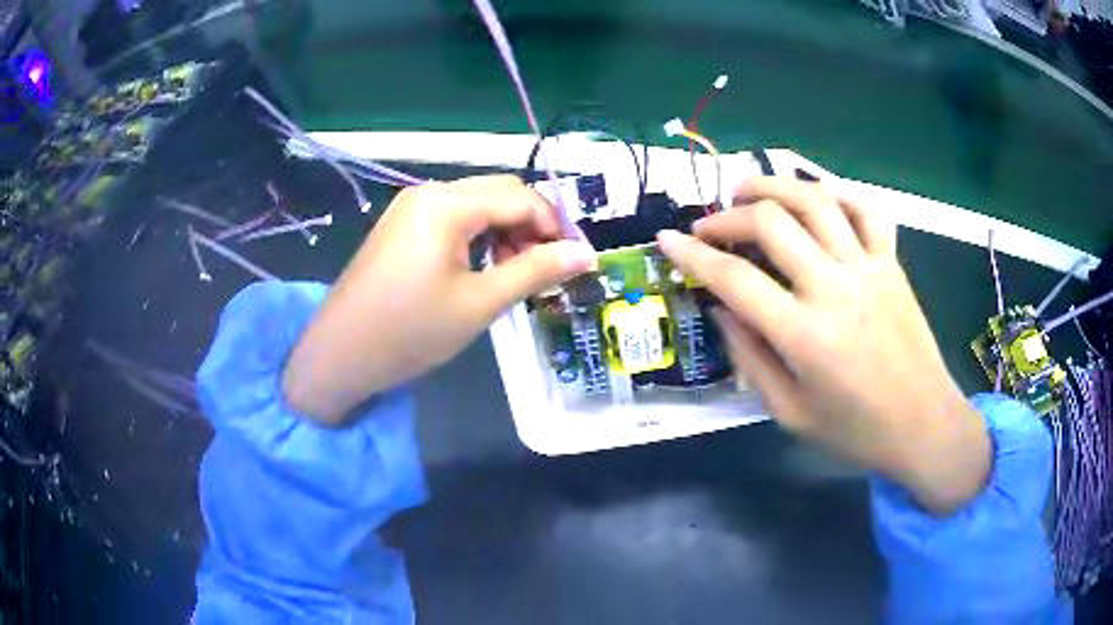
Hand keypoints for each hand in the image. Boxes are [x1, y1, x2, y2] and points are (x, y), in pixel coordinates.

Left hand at [283, 175, 596, 424]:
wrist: (340, 354)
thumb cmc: (410, 331)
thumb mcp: (480, 303)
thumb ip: (536, 271)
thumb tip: (587, 254)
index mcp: (448, 204)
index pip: (521, 197)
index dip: (554, 226)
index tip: (572, 263)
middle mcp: (429, 192)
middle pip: (500, 192)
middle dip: (531, 225)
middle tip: (544, 270)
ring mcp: (411, 207)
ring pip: (478, 204)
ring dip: (506, 230)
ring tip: (514, 274)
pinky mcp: (402, 225)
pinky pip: (453, 218)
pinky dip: (478, 236)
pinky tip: (482, 268)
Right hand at [658, 177, 989, 514]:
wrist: (923, 425)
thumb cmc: (855, 431)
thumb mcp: (789, 413)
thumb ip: (751, 359)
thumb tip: (722, 311)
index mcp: (804, 335)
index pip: (733, 279)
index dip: (691, 255)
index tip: (667, 240)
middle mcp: (834, 288)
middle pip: (770, 223)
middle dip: (727, 216)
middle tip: (708, 225)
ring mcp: (868, 267)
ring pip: (814, 200)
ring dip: (773, 186)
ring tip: (747, 192)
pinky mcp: (892, 262)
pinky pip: (866, 208)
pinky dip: (837, 192)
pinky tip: (816, 199)